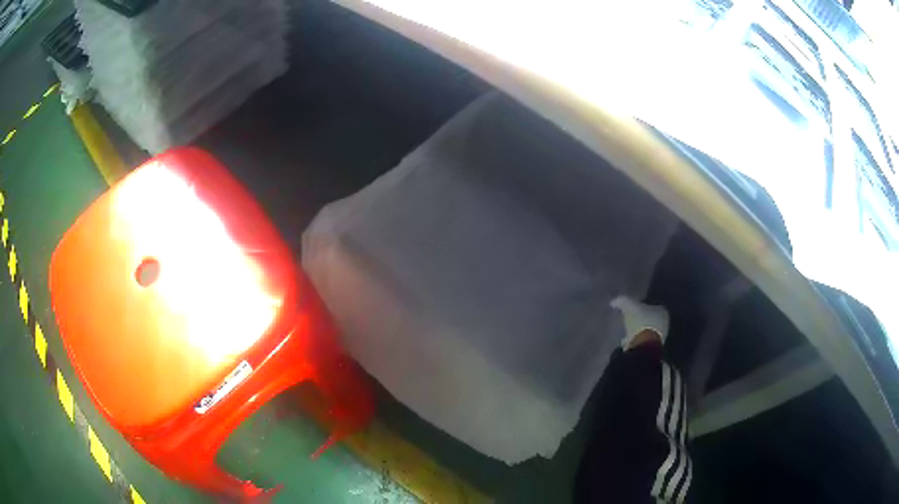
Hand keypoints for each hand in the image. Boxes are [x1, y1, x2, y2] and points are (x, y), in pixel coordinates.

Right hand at [610, 296, 669, 350]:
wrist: (643, 346)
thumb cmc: (640, 322)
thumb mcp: (629, 306)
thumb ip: (622, 301)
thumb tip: (614, 301)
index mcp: (662, 310)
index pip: (651, 305)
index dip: (641, 306)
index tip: (631, 308)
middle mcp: (664, 323)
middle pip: (649, 318)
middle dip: (640, 319)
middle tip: (628, 319)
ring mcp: (659, 338)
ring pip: (646, 330)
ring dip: (637, 331)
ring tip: (626, 331)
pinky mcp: (652, 348)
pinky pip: (642, 341)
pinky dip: (635, 340)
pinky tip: (627, 341)